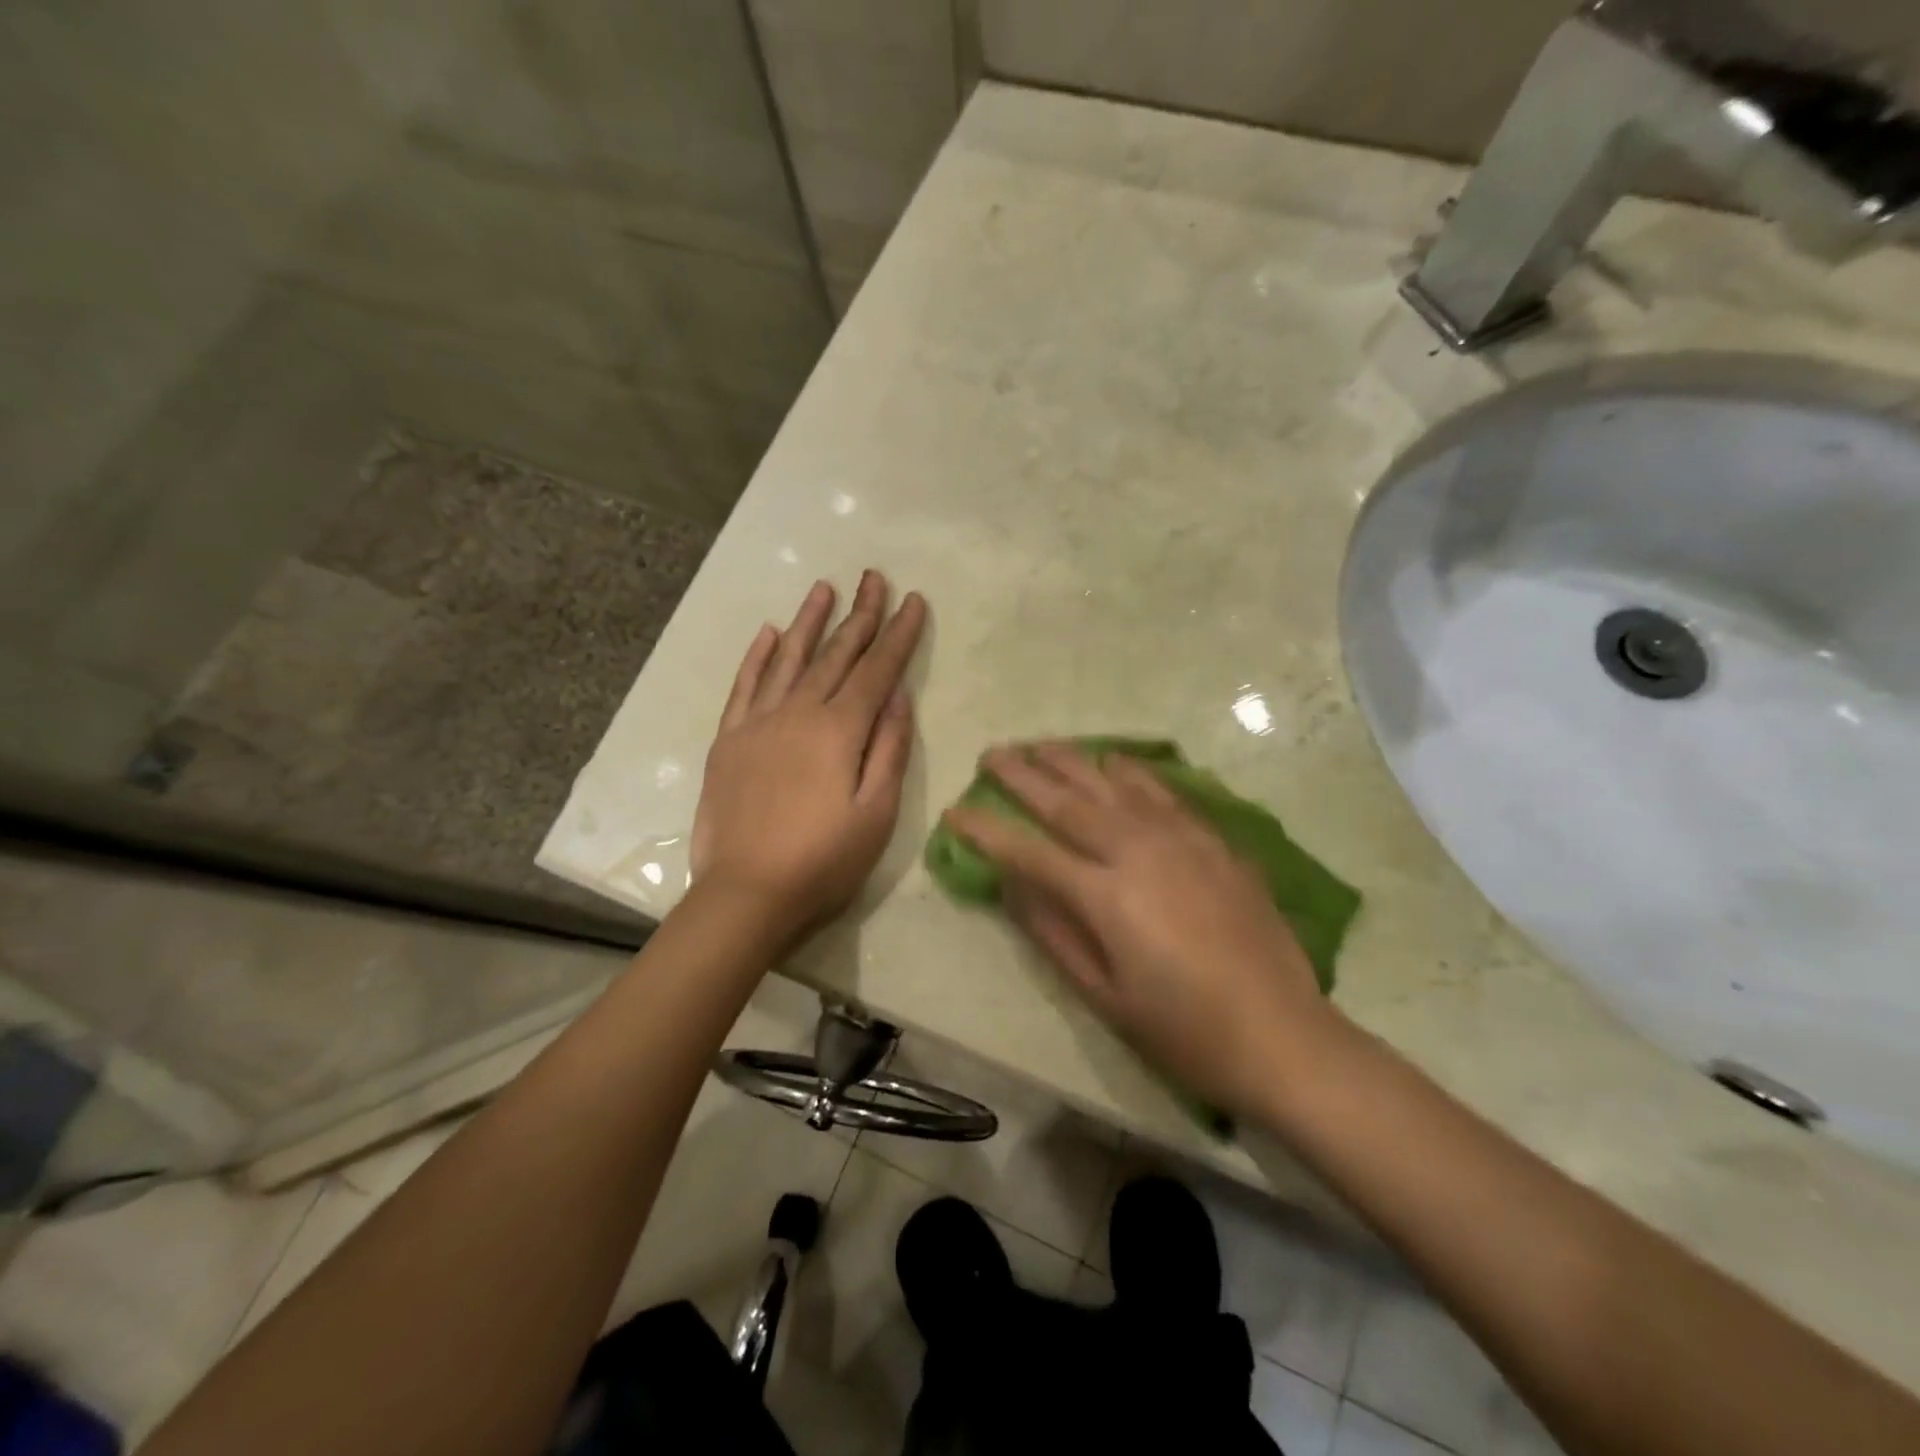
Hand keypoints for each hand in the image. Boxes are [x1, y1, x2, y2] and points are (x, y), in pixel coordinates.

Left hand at [691, 572, 926, 939]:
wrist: (745, 895)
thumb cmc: (823, 862)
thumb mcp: (876, 814)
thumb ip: (890, 750)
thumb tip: (899, 696)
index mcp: (840, 731)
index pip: (877, 670)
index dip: (898, 634)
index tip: (913, 600)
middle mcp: (798, 714)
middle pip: (836, 655)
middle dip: (860, 614)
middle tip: (874, 577)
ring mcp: (758, 724)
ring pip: (789, 660)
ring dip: (810, 622)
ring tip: (824, 587)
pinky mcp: (729, 740)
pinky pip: (744, 686)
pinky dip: (758, 657)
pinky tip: (770, 633)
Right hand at [944, 743, 1335, 1115]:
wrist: (1282, 1034)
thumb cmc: (1183, 1029)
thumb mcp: (1103, 996)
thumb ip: (1053, 933)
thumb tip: (1012, 885)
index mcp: (1106, 897)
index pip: (1029, 852)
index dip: (987, 831)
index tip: (956, 811)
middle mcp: (1139, 852)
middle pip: (1068, 801)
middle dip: (1023, 774)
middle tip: (992, 753)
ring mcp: (1181, 840)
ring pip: (1113, 784)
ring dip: (1072, 761)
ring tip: (1041, 745)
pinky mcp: (1214, 840)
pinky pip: (1163, 791)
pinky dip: (1130, 771)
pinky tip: (1114, 761)